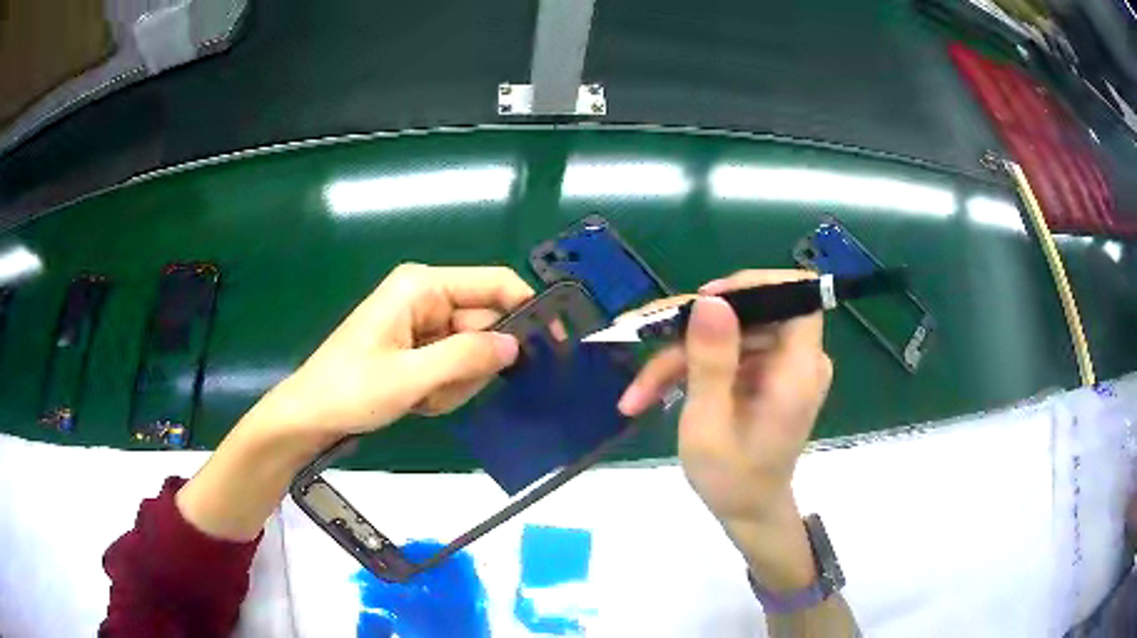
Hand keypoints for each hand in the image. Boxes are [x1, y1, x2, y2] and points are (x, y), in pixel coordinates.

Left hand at [244, 263, 533, 439]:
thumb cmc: (350, 390)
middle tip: (441, 390)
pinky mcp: (418, 348)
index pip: (494, 283)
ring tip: (420, 397)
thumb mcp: (410, 377)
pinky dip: (443, 389)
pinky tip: (416, 400)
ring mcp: (422, 324)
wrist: (310, 416)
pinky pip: (453, 367)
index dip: (526, 309)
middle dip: (471, 365)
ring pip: (471, 353)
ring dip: (455, 382)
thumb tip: (516, 346)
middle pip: (484, 325)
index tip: (552, 345)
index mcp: (423, 286)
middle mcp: (427, 297)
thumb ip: (466, 358)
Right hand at [618, 270, 831, 588]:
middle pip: (748, 314)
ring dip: (679, 356)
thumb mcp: (709, 424)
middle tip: (644, 339)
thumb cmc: (731, 479)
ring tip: (637, 392)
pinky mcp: (763, 374)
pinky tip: (650, 393)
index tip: (706, 301)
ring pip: (727, 334)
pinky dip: (688, 369)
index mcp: (798, 370)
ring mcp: (779, 366)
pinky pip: (725, 353)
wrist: (746, 512)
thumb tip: (710, 299)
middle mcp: (796, 360)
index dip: (754, 287)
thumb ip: (711, 361)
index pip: (796, 297)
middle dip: (692, 330)